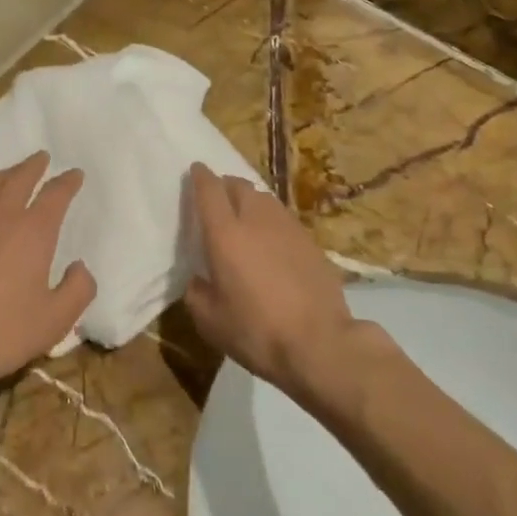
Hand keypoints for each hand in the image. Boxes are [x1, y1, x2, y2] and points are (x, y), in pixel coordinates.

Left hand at [0, 152, 94, 393]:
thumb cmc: (3, 329)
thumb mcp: (55, 319)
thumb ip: (77, 290)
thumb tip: (81, 268)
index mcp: (33, 230)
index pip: (55, 194)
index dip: (67, 182)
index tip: (75, 174)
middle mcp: (0, 215)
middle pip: (19, 178)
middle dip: (33, 165)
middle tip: (41, 157)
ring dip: (4, 175)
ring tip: (10, 174)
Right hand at [182, 164, 359, 397]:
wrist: (321, 345)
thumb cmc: (257, 331)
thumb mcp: (210, 321)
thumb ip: (196, 292)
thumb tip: (199, 279)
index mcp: (225, 233)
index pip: (209, 190)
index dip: (200, 176)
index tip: (195, 170)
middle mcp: (255, 219)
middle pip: (238, 185)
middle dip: (225, 186)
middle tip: (218, 201)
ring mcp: (287, 227)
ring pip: (264, 199)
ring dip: (250, 201)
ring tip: (245, 218)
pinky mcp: (311, 241)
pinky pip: (283, 219)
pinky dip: (271, 222)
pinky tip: (272, 243)